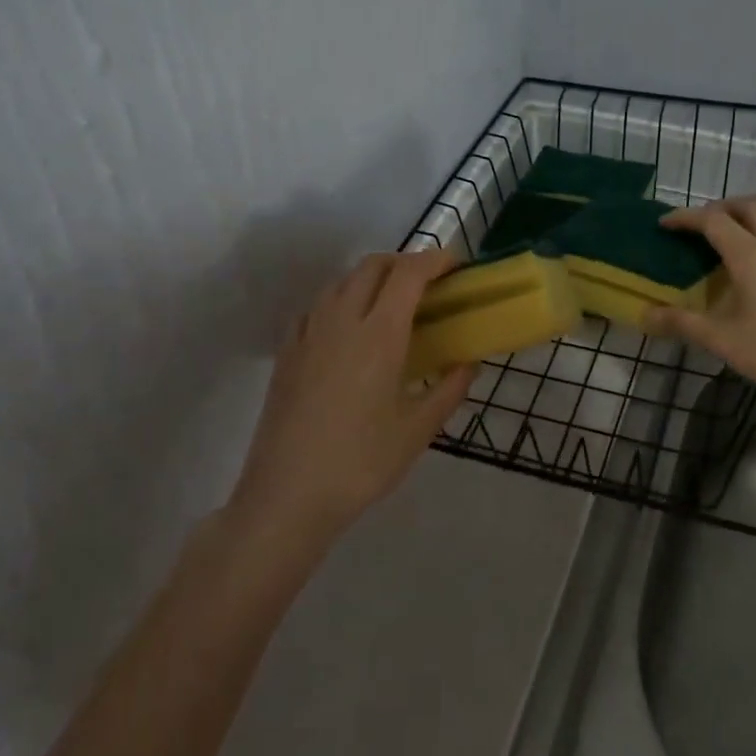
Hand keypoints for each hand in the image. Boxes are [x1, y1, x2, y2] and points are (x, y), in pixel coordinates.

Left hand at [228, 250, 474, 544]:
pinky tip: (350, 331)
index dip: (434, 260)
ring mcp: (308, 334)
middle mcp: (341, 321)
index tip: (455, 266)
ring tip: (391, 305)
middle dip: (404, 262)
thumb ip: (448, 390)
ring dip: (371, 278)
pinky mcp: (287, 352)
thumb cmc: (360, 463)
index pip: (408, 274)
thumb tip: (469, 363)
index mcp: (378, 335)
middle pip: (372, 266)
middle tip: (428, 284)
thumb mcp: (417, 431)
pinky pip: (318, 307)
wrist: (286, 495)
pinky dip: (342, 300)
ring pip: (341, 282)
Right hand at [642, 199, 755, 405]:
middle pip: (748, 206)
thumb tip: (645, 315)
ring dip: (753, 217)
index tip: (665, 223)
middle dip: (720, 207)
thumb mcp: (723, 340)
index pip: (712, 220)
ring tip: (737, 236)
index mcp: (750, 255)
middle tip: (700, 223)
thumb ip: (682, 323)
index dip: (685, 217)